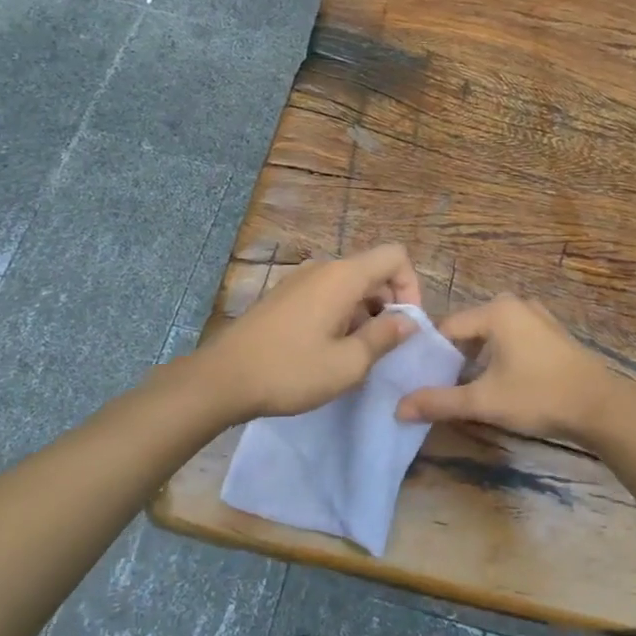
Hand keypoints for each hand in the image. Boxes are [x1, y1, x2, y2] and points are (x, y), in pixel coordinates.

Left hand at [195, 243, 422, 423]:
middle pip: (373, 271)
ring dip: (365, 313)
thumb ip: (384, 337)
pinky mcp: (284, 296)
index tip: (406, 325)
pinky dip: (341, 315)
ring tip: (356, 354)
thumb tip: (409, 321)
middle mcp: (323, 268)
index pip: (395, 256)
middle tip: (385, 346)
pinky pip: (326, 294)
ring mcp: (300, 280)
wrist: (223, 378)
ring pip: (349, 285)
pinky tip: (329, 350)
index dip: (411, 286)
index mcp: (343, 276)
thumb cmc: (291, 370)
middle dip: (389, 303)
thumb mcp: (348, 364)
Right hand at [397, 295, 623, 445]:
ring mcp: (537, 316)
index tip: (422, 380)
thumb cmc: (538, 396)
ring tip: (471, 388)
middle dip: (455, 357)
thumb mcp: (484, 401)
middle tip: (445, 387)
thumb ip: (439, 402)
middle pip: (469, 329)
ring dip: (479, 358)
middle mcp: (515, 304)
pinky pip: (513, 337)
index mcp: (496, 311)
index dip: (431, 354)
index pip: (447, 328)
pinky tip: (503, 382)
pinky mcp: (552, 332)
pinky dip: (501, 355)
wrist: (600, 407)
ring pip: (492, 334)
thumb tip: (398, 408)